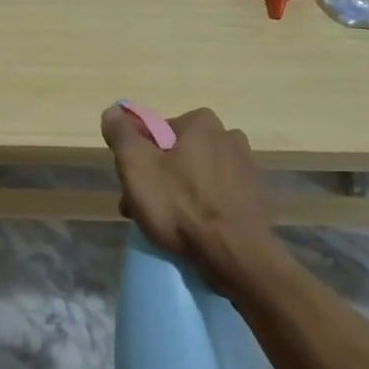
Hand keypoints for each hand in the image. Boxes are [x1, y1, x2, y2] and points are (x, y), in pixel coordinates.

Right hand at [100, 105, 279, 289]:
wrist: (237, 257)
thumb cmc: (182, 206)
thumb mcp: (137, 166)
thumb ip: (121, 135)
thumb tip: (113, 111)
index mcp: (202, 122)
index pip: (156, 131)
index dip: (137, 157)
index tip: (130, 186)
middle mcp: (228, 135)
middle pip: (176, 154)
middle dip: (156, 178)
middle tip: (142, 210)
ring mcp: (245, 166)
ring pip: (196, 175)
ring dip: (177, 194)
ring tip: (165, 226)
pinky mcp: (254, 196)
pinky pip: (216, 195)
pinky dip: (201, 207)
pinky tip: (192, 231)